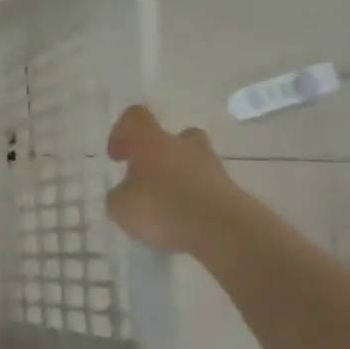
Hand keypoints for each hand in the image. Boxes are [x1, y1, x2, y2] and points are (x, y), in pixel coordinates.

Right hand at [104, 106, 242, 254]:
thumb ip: (120, 195)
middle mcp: (184, 146)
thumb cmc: (162, 208)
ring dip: (180, 177)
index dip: (122, 132)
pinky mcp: (232, 191)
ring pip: (194, 163)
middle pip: (175, 136)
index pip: (135, 118)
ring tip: (167, 206)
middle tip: (149, 177)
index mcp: (152, 142)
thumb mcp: (120, 207)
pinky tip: (185, 222)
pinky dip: (196, 200)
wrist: (223, 230)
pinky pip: (207, 188)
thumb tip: (127, 193)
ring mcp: (213, 167)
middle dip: (161, 153)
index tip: (117, 157)